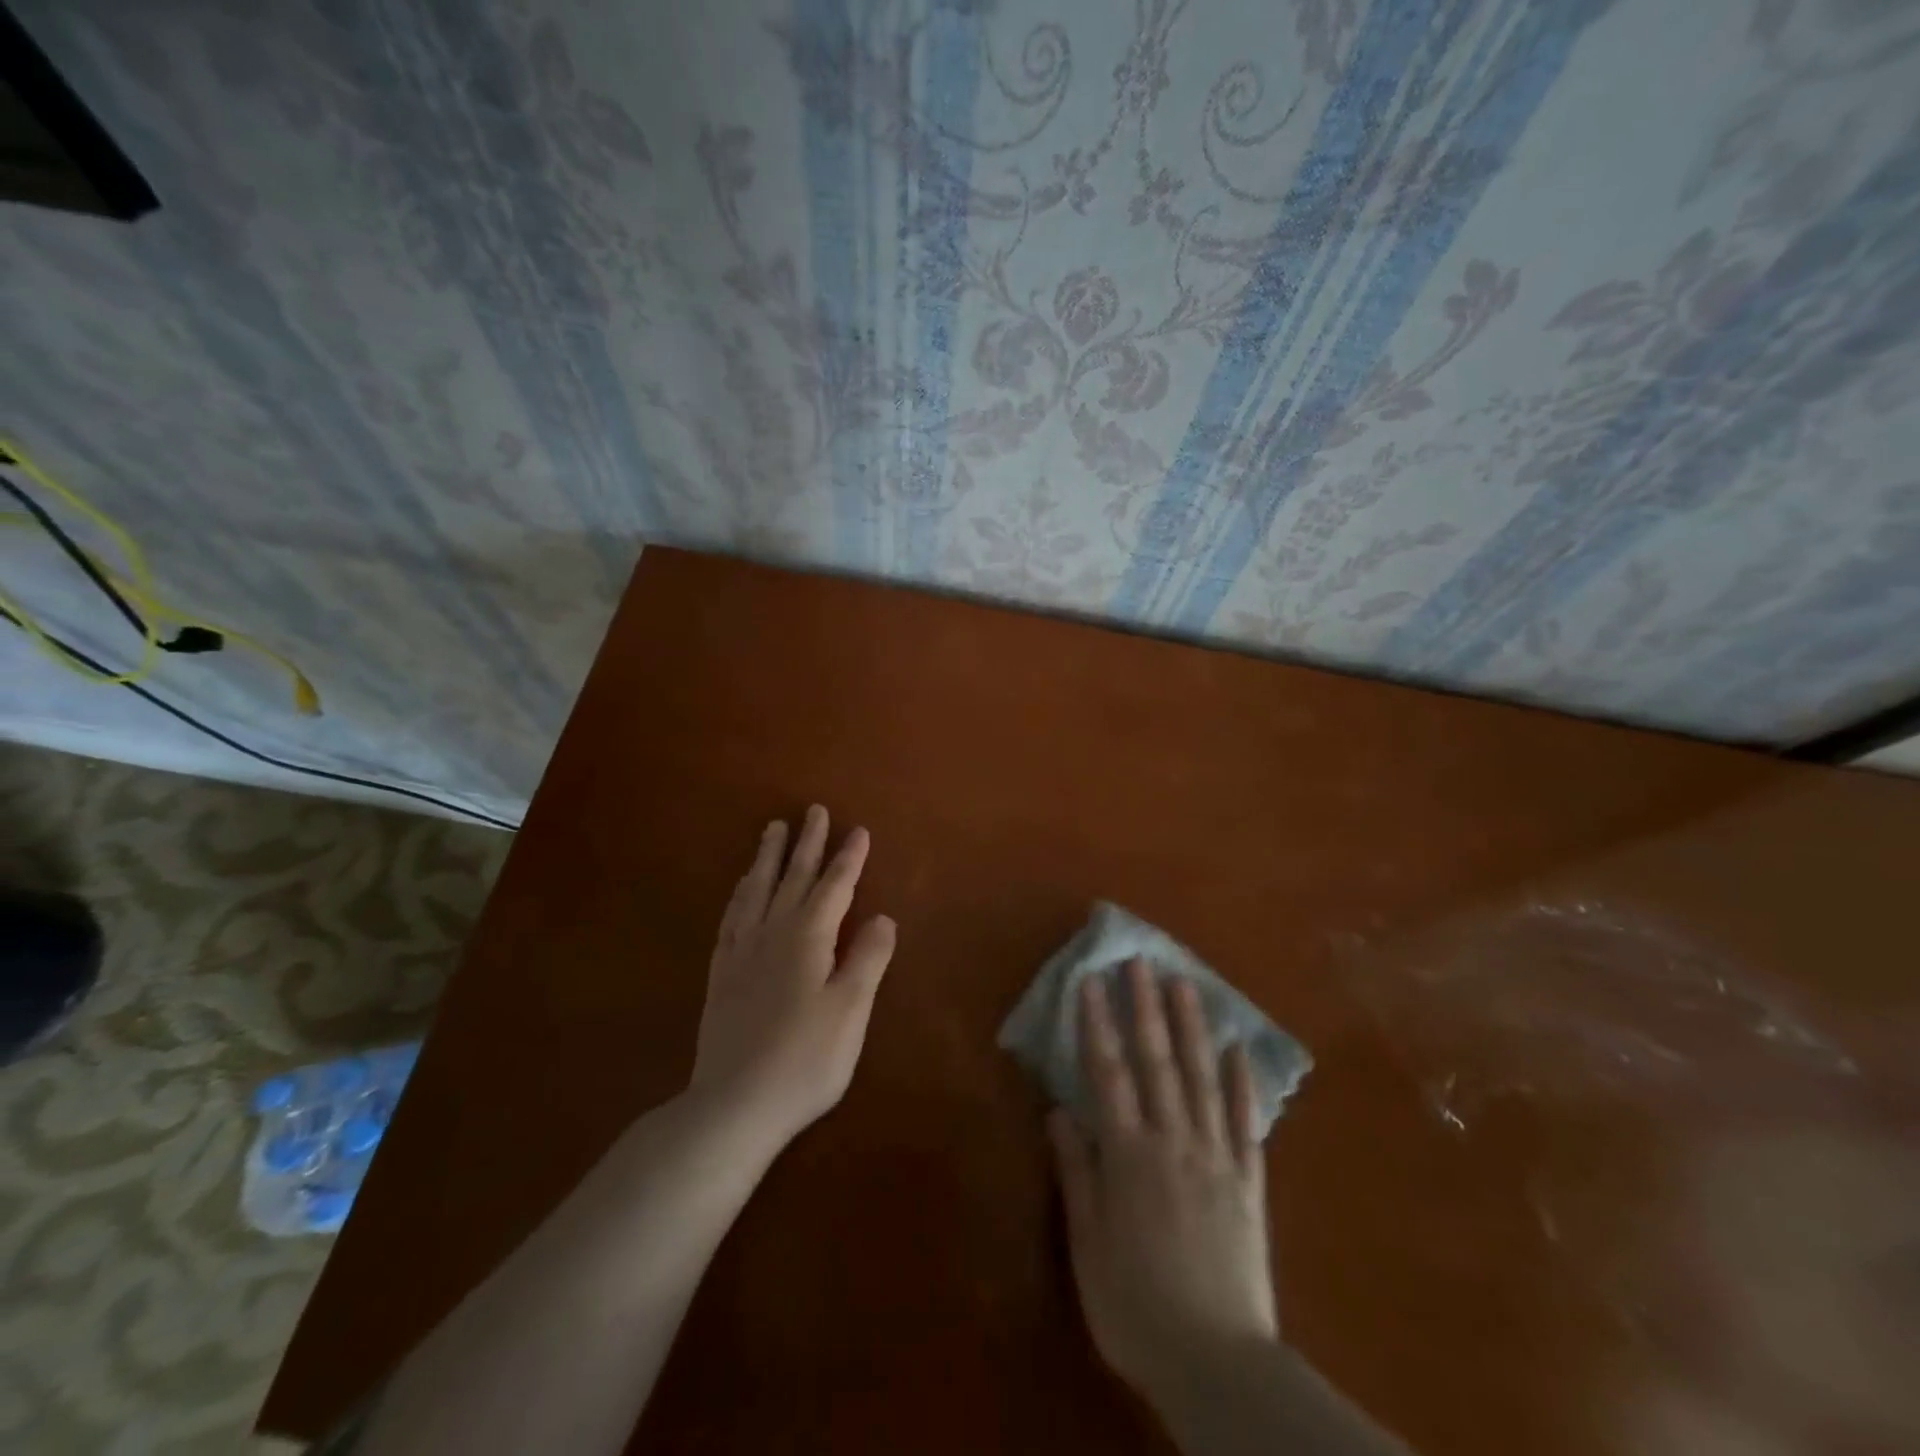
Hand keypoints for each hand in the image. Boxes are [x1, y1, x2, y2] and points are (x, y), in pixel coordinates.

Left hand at [690, 806, 896, 1152]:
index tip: (858, 829)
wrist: (733, 1104)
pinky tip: (741, 889)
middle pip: (793, 878)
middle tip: (814, 810)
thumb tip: (882, 917)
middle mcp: (772, 933)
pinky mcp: (721, 973)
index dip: (848, 858)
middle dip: (807, 843)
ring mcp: (742, 952)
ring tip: (773, 830)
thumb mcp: (850, 1010)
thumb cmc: (804, 1059)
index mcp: (808, 938)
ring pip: (757, 890)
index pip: (834, 887)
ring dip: (769, 858)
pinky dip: (740, 893)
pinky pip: (731, 917)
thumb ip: (867, 959)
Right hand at [1049, 958, 1278, 1405]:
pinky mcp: (1249, 1182)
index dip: (1097, 1025)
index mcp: (1129, 1155)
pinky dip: (1243, 1084)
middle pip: (1157, 1063)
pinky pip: (1246, 1124)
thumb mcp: (1088, 1245)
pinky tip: (1239, 1050)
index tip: (1091, 981)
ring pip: (1202, 1079)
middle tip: (1141, 962)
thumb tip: (1060, 1110)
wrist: (1219, 1366)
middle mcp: (1173, 1142)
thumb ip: (1077, 1172)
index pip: (1107, 1074)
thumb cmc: (1136, 1307)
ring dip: (1192, 1028)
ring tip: (1186, 985)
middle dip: (1145, 1008)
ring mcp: (1216, 1158)